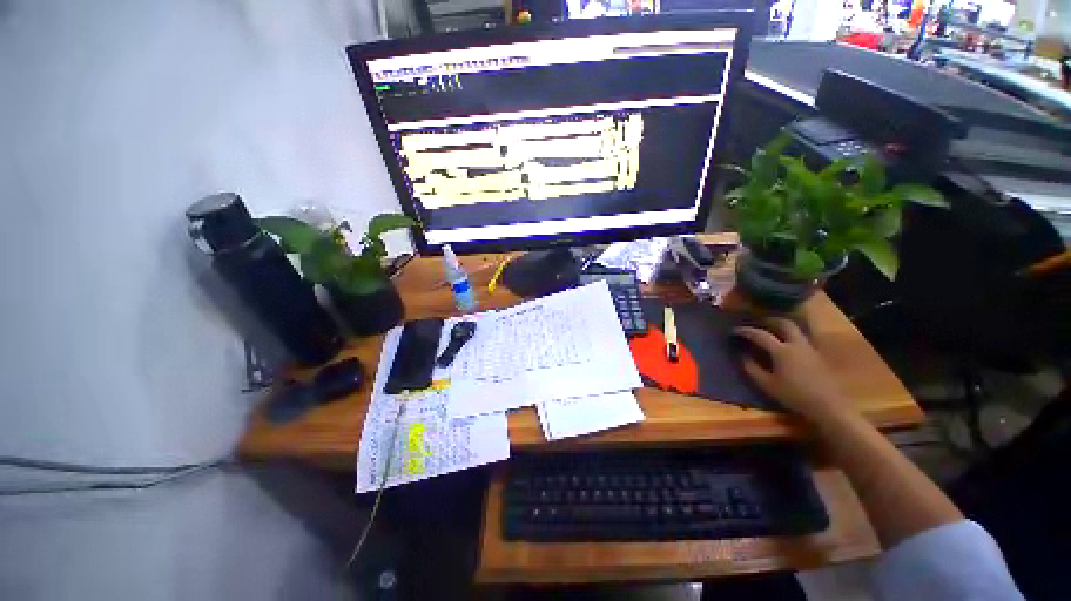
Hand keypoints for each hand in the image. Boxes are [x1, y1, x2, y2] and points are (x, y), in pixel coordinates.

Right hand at [734, 318, 853, 422]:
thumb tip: (742, 356)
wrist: (829, 407)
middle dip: (769, 321)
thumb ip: (752, 369)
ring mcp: (809, 349)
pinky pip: (802, 339)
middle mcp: (796, 345)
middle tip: (758, 323)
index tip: (734, 331)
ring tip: (772, 331)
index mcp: (781, 351)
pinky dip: (791, 337)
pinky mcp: (818, 356)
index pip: (760, 335)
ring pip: (796, 330)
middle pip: (784, 324)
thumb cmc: (794, 396)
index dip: (746, 331)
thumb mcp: (767, 384)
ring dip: (782, 327)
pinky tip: (786, 345)